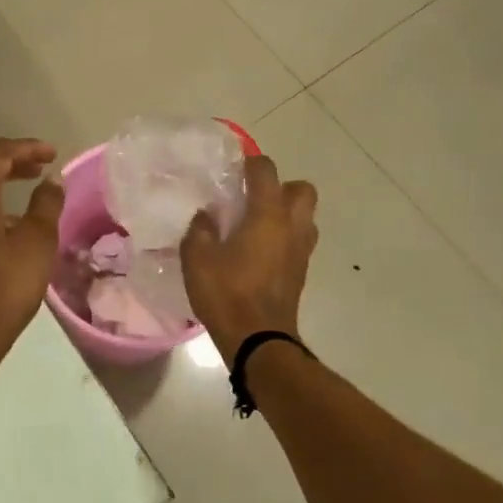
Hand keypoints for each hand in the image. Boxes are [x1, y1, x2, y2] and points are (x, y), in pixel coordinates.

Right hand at [180, 154, 317, 365]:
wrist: (258, 340)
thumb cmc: (226, 293)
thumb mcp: (197, 258)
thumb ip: (200, 229)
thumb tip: (207, 216)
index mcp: (268, 215)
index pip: (266, 171)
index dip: (250, 163)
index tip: (234, 169)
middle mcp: (292, 226)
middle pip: (301, 190)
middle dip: (281, 187)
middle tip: (253, 199)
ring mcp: (301, 251)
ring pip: (305, 217)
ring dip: (286, 213)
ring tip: (256, 225)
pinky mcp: (301, 272)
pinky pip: (298, 241)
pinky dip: (284, 237)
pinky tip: (258, 251)